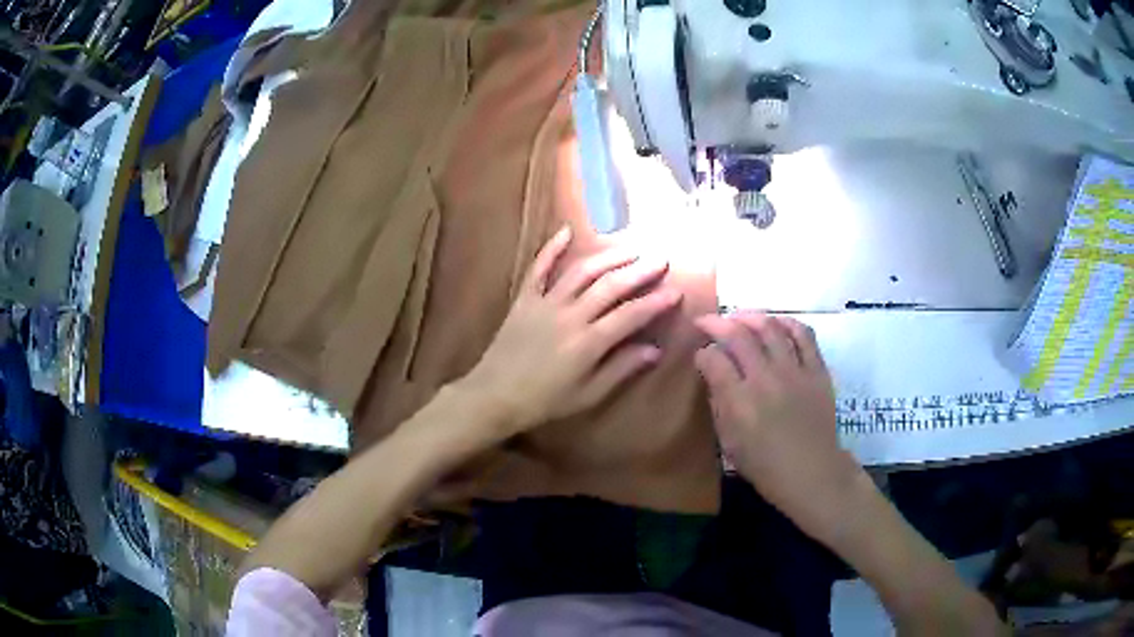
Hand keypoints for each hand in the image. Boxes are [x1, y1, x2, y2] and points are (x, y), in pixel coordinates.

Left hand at [463, 226, 682, 436]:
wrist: (494, 395)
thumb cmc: (545, 401)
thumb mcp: (588, 394)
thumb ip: (621, 369)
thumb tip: (655, 350)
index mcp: (588, 342)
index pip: (630, 315)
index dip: (656, 302)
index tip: (676, 291)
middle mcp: (570, 315)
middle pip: (611, 286)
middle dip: (639, 271)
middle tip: (661, 259)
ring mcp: (546, 303)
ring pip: (582, 271)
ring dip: (608, 257)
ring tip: (631, 248)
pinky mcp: (525, 298)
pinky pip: (539, 268)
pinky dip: (552, 248)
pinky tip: (566, 230)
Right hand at [694, 312, 858, 529]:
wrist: (812, 472)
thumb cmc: (765, 466)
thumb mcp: (729, 443)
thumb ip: (719, 405)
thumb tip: (712, 375)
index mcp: (739, 402)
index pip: (714, 360)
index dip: (702, 352)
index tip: (700, 355)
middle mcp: (765, 379)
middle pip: (738, 336)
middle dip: (717, 323)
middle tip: (707, 322)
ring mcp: (794, 371)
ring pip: (770, 328)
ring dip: (750, 317)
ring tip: (740, 318)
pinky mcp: (817, 370)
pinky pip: (804, 335)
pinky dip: (788, 323)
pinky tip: (778, 324)